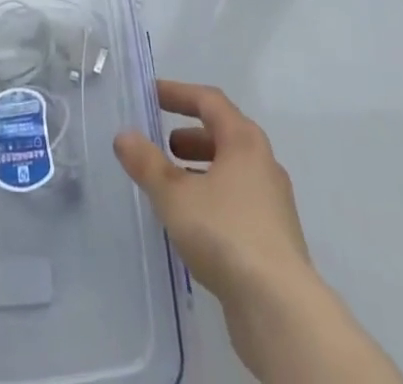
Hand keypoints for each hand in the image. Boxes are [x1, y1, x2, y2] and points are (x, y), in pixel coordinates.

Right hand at [112, 79, 309, 299]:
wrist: (279, 309)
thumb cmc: (225, 234)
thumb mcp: (175, 195)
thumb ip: (147, 163)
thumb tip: (123, 135)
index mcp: (244, 140)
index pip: (209, 100)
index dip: (178, 93)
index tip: (151, 95)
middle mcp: (263, 162)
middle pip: (223, 134)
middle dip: (190, 135)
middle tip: (162, 145)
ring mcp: (272, 202)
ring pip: (231, 170)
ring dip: (200, 169)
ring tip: (172, 186)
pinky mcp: (274, 237)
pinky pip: (238, 201)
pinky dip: (212, 197)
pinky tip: (193, 223)